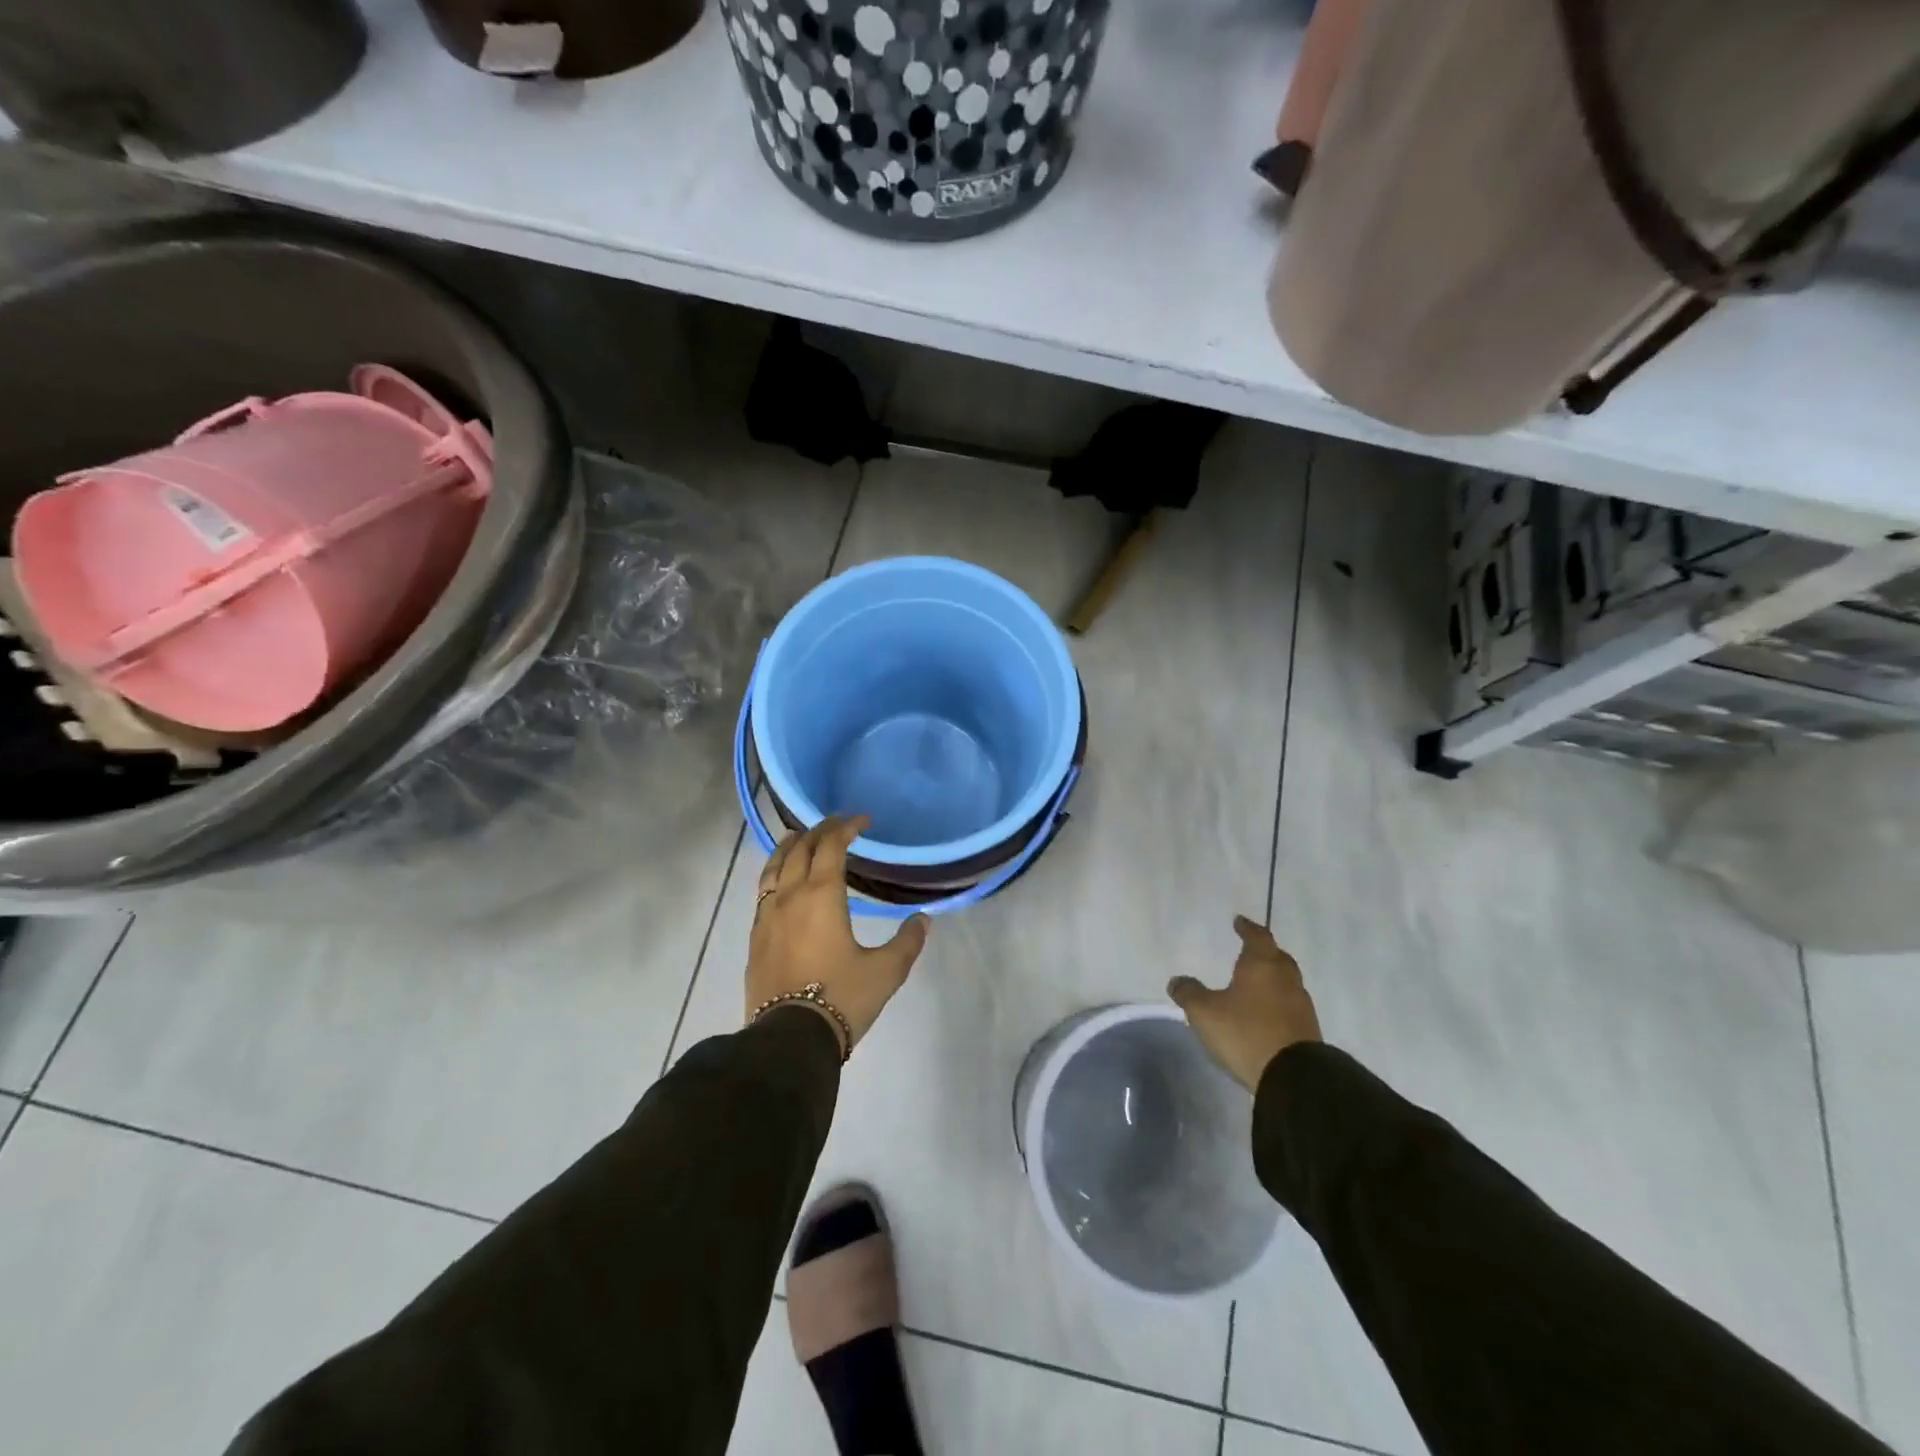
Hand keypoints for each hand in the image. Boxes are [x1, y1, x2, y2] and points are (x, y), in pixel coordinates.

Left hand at [747, 816, 929, 1055]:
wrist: (790, 1039)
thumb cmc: (842, 998)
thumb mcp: (886, 971)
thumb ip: (907, 941)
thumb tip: (922, 920)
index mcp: (822, 895)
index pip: (831, 846)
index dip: (847, 827)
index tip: (863, 821)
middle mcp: (790, 896)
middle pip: (800, 849)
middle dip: (819, 831)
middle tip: (837, 825)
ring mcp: (767, 916)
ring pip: (773, 866)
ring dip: (790, 847)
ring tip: (799, 839)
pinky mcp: (755, 937)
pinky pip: (762, 890)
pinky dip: (775, 873)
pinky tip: (781, 883)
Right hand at [1168, 915, 1321, 1090]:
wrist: (1294, 1077)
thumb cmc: (1245, 1033)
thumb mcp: (1205, 1012)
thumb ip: (1189, 993)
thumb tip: (1177, 980)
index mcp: (1261, 965)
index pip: (1257, 937)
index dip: (1247, 928)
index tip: (1239, 921)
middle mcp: (1285, 979)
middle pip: (1277, 957)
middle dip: (1264, 951)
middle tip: (1250, 950)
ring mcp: (1300, 1005)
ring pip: (1286, 981)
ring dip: (1273, 978)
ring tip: (1256, 983)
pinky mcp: (1308, 1029)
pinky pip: (1290, 1005)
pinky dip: (1278, 1002)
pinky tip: (1266, 1012)